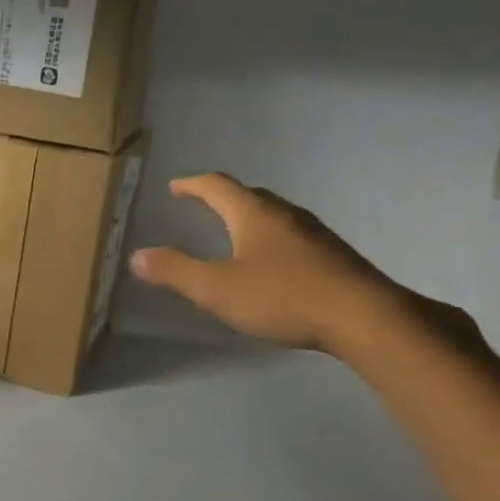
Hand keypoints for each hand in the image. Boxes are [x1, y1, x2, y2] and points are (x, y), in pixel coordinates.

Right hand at [129, 174, 406, 354]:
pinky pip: (292, 235)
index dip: (193, 184)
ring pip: (274, 215)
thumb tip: (137, 256)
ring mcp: (313, 232)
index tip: (176, 187)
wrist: (362, 316)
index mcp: (253, 213)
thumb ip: (176, 272)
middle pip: (249, 195)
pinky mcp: (332, 254)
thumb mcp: (218, 289)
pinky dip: (272, 239)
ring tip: (236, 234)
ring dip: (250, 218)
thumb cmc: (283, 296)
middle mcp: (284, 213)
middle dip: (223, 198)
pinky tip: (274, 265)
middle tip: (204, 206)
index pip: (217, 186)